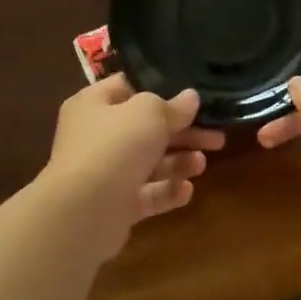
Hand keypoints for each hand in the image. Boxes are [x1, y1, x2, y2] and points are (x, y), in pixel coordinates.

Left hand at [40, 75, 224, 253]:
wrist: (83, 212)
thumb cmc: (114, 147)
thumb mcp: (149, 113)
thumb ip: (173, 105)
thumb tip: (191, 98)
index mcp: (94, 104)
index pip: (129, 87)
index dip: (161, 88)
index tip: (194, 95)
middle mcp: (96, 136)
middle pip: (146, 128)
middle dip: (183, 132)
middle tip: (217, 136)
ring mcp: (104, 172)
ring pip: (149, 163)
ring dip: (178, 162)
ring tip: (202, 163)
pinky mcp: (114, 205)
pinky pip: (146, 194)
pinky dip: (167, 192)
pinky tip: (187, 191)